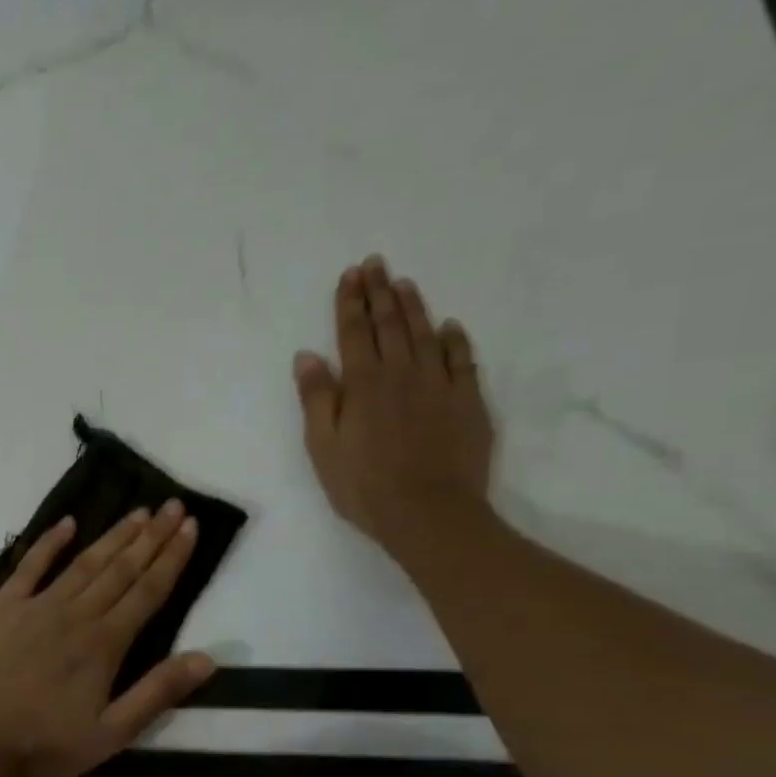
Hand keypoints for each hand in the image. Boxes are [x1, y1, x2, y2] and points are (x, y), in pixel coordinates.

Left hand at [0, 503, 215, 776]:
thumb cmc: (44, 747)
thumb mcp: (111, 734)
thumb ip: (157, 693)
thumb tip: (207, 658)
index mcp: (104, 644)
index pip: (148, 591)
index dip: (172, 558)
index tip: (190, 526)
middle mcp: (75, 615)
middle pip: (120, 569)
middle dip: (151, 536)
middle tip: (173, 505)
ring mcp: (35, 607)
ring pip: (83, 563)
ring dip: (113, 536)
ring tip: (138, 512)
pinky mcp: (1, 608)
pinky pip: (29, 567)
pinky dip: (49, 543)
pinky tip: (67, 523)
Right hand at [293, 254, 494, 552]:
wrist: (428, 513)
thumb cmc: (363, 485)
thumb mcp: (323, 446)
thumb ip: (317, 398)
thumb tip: (308, 355)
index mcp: (362, 384)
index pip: (353, 333)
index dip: (350, 302)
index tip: (350, 275)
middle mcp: (401, 374)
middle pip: (389, 325)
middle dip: (379, 293)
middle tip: (375, 264)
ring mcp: (439, 386)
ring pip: (425, 335)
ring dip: (414, 307)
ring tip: (404, 283)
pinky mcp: (467, 402)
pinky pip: (462, 361)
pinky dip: (455, 340)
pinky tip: (450, 327)